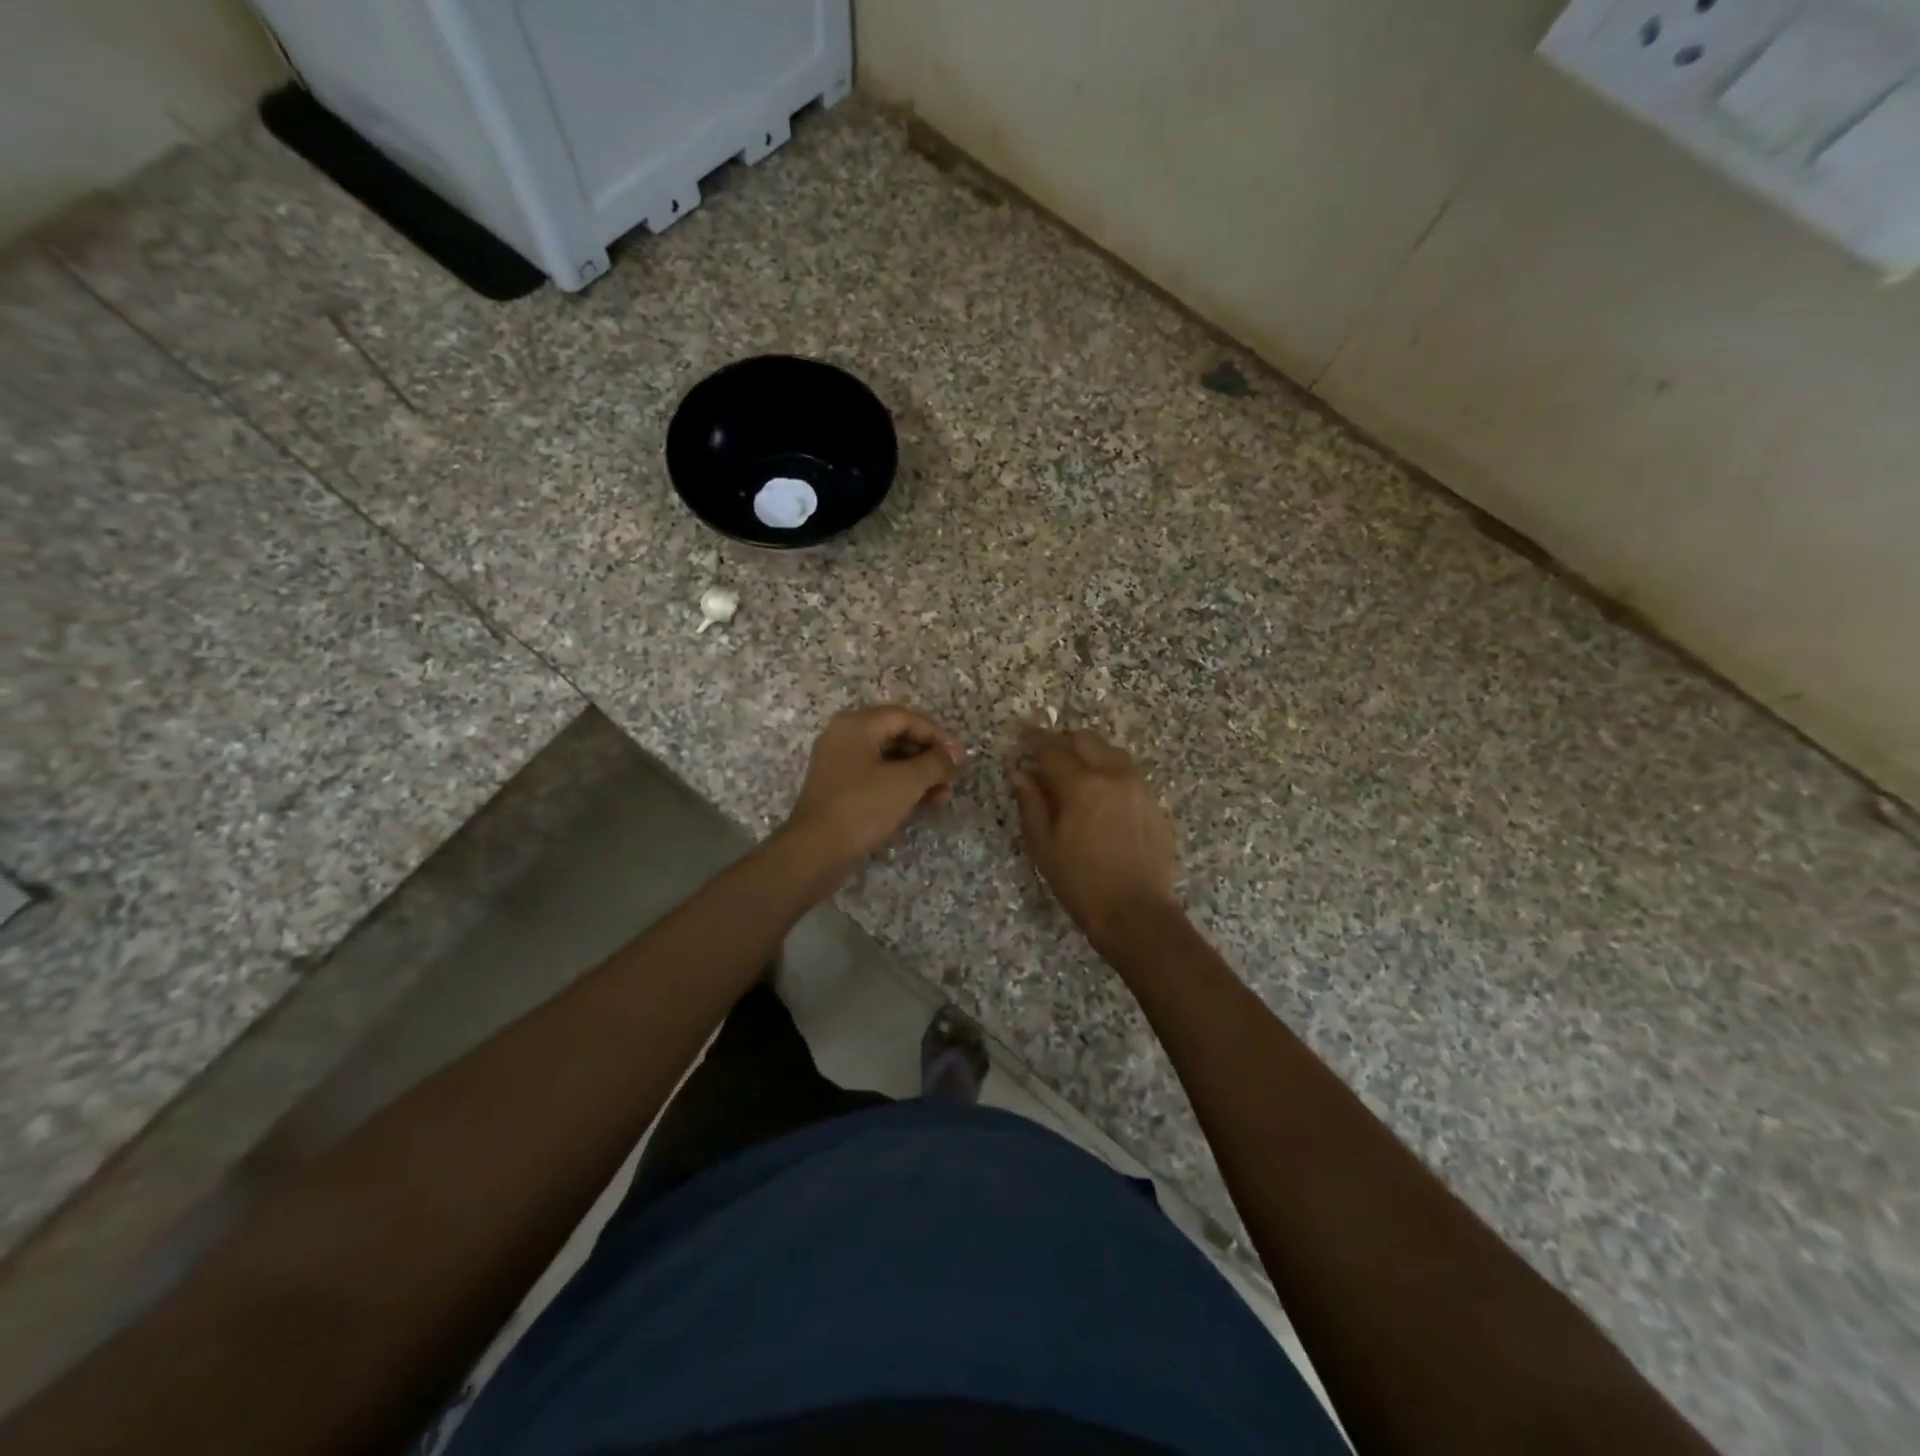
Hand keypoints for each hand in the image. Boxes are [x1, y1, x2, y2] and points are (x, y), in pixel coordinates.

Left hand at [782, 706, 965, 876]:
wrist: (816, 851)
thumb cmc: (863, 807)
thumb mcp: (906, 782)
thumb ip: (936, 763)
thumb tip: (956, 755)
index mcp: (856, 725)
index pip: (906, 718)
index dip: (938, 735)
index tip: (960, 757)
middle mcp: (844, 738)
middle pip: (897, 737)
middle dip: (929, 757)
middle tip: (953, 777)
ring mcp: (839, 765)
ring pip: (888, 761)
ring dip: (919, 775)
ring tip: (943, 795)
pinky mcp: (840, 791)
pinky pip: (877, 779)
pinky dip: (901, 788)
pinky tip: (923, 804)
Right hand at [1010, 726, 1180, 947]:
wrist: (1136, 913)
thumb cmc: (1081, 884)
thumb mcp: (1044, 847)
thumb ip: (1031, 804)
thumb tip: (1019, 773)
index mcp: (1081, 786)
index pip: (1053, 749)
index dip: (1034, 738)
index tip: (1022, 733)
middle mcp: (1113, 775)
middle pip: (1085, 739)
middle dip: (1063, 742)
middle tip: (1046, 755)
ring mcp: (1138, 787)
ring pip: (1110, 751)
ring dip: (1089, 753)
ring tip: (1074, 772)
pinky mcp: (1153, 802)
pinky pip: (1128, 772)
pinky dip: (1109, 770)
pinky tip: (1100, 792)